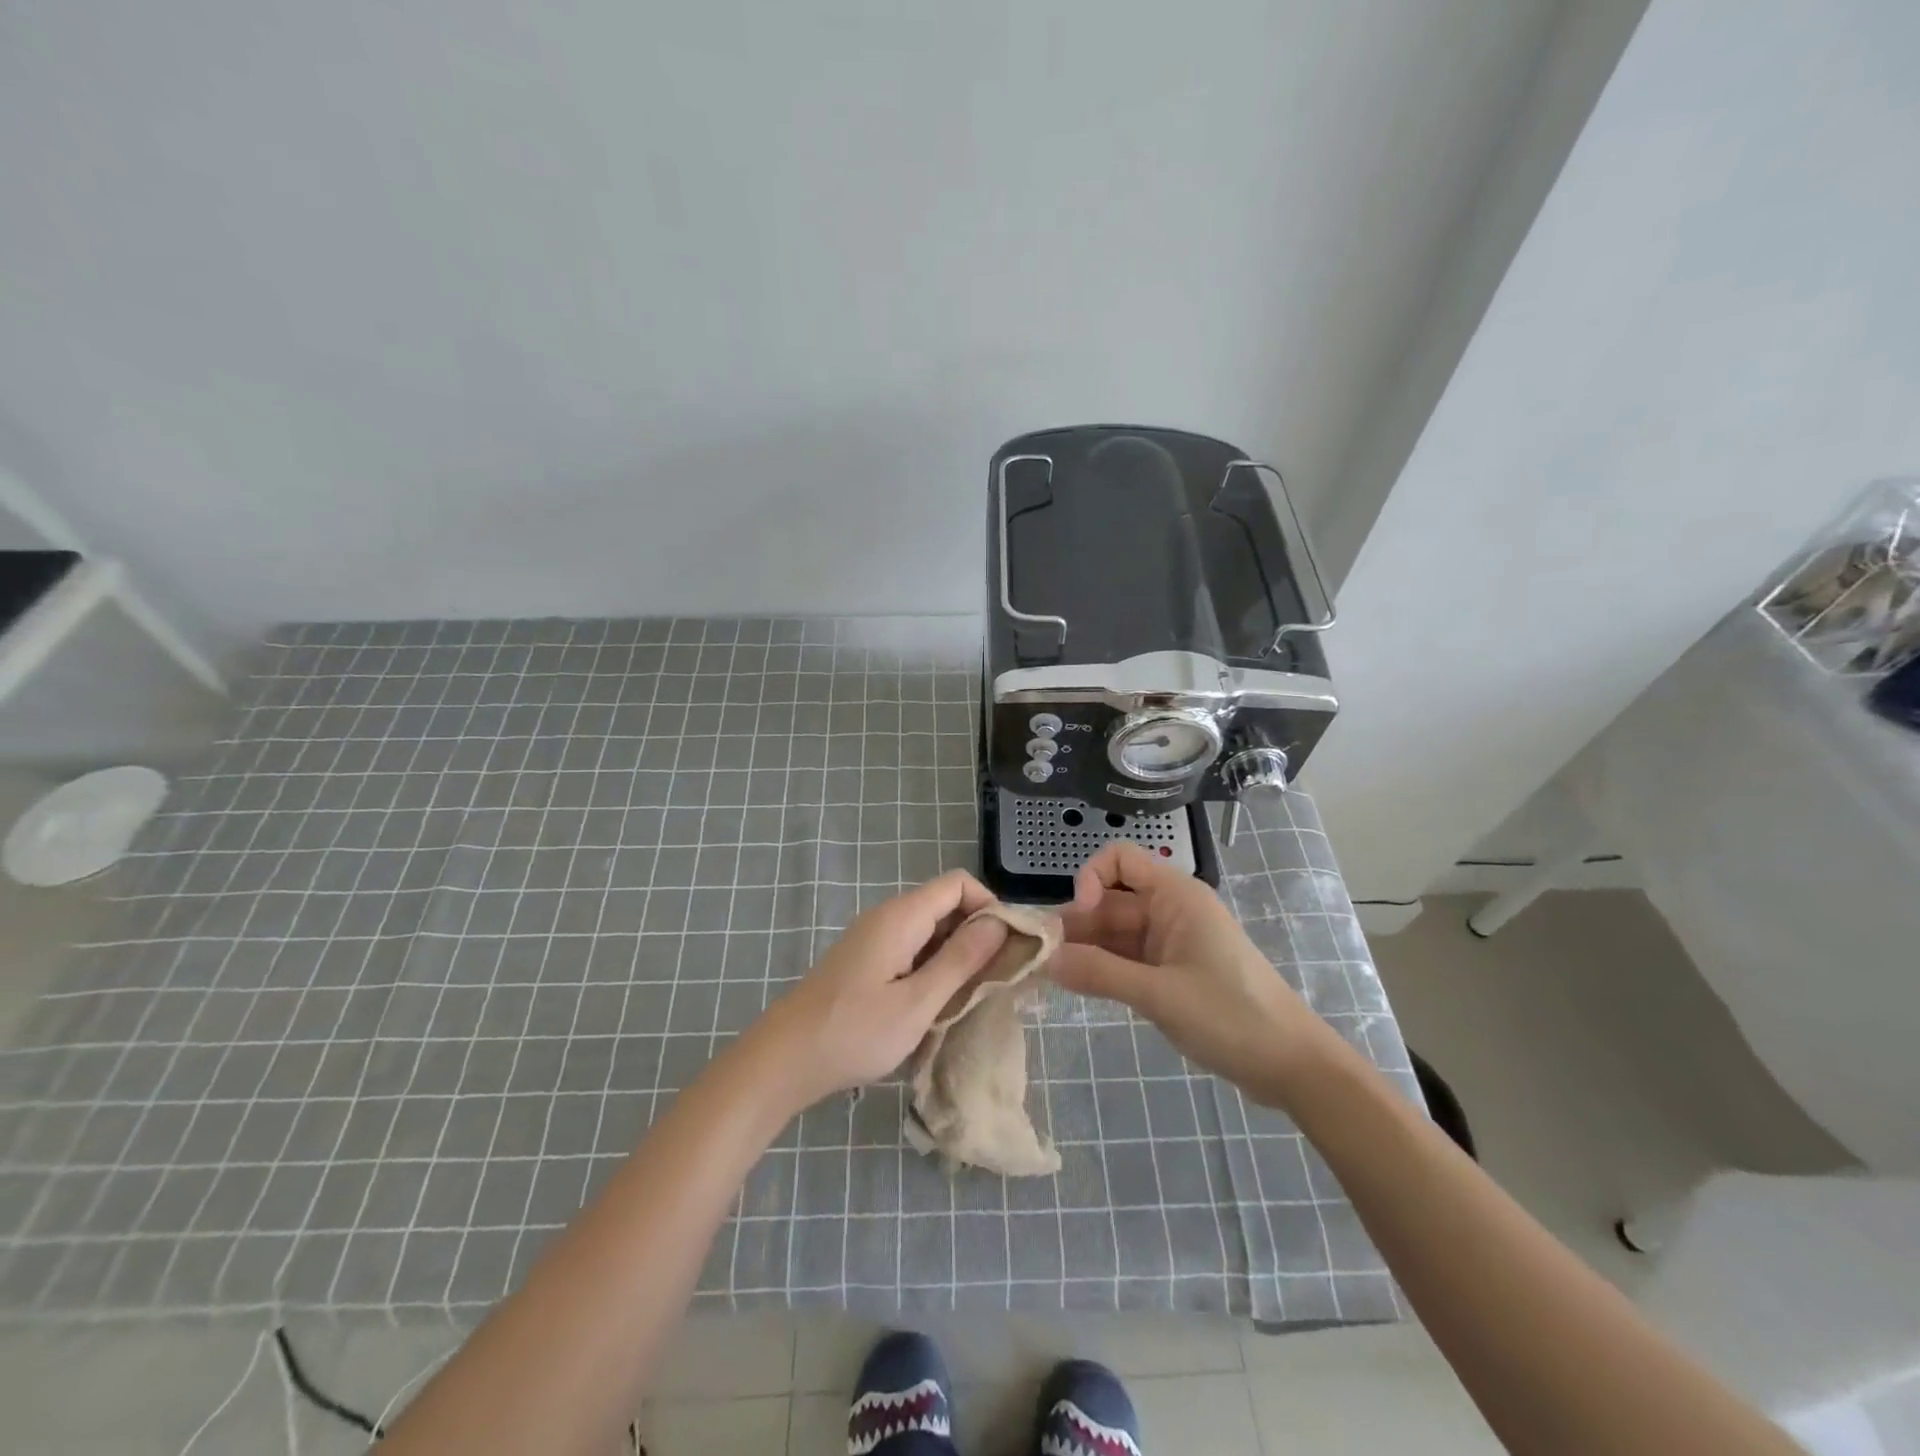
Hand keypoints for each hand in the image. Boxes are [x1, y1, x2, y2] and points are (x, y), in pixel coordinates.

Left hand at [748, 870, 1013, 1110]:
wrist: (784, 1060)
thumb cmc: (855, 1033)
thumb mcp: (918, 1002)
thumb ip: (961, 960)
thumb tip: (999, 922)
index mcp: (901, 916)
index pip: (958, 884)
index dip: (989, 906)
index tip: (1008, 947)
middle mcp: (888, 917)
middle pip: (945, 905)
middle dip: (977, 934)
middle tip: (997, 979)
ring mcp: (874, 939)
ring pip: (930, 930)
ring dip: (956, 955)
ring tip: (971, 996)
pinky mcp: (866, 961)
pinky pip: (912, 949)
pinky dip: (933, 967)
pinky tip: (937, 1003)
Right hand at [1053, 842, 1333, 1108]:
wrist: (1292, 1066)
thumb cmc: (1232, 1017)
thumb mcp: (1160, 995)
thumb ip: (1100, 974)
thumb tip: (1043, 959)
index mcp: (1176, 896)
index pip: (1119, 860)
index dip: (1089, 878)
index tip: (1077, 917)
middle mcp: (1170, 910)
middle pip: (1110, 900)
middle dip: (1076, 923)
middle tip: (1039, 956)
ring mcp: (1170, 943)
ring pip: (1114, 932)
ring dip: (1084, 948)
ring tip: (1048, 974)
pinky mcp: (1171, 972)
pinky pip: (1126, 958)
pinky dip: (1102, 968)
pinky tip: (1076, 985)